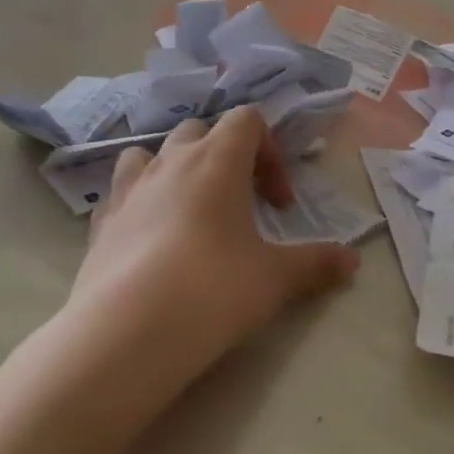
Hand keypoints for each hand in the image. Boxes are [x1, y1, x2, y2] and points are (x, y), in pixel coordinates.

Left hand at [65, 107, 359, 397]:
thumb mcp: (275, 278)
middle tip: (242, 204)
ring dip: (174, 169)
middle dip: (225, 157)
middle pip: (200, 130)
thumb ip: (316, 263)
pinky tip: (151, 240)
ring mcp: (128, 190)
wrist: (127, 333)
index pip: (247, 120)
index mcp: (216, 161)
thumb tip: (353, 262)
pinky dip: (139, 201)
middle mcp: (170, 163)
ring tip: (190, 210)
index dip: (270, 152)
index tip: (278, 203)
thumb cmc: (213, 290)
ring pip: (150, 153)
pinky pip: (120, 192)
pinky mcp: (100, 223)